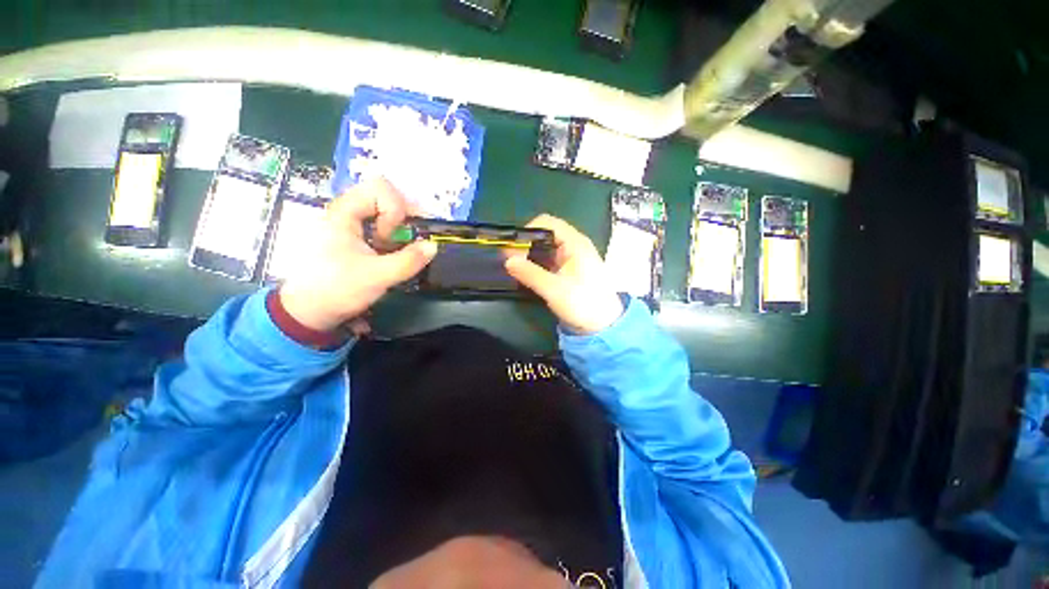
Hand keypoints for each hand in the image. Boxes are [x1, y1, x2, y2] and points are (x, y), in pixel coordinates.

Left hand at [279, 178, 437, 331]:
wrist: (305, 312)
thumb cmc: (336, 289)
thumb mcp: (377, 276)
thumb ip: (409, 260)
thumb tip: (433, 246)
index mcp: (344, 213)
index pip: (380, 188)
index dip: (395, 210)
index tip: (391, 237)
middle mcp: (344, 212)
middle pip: (383, 196)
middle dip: (401, 217)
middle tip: (406, 240)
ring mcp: (346, 224)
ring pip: (381, 210)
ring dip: (397, 228)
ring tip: (396, 249)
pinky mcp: (350, 236)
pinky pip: (377, 224)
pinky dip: (390, 235)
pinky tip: (389, 252)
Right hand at [505, 214, 623, 334]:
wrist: (605, 325)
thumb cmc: (584, 304)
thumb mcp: (555, 290)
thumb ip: (530, 274)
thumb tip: (507, 261)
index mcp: (575, 243)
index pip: (547, 223)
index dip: (528, 231)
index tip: (514, 249)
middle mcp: (573, 245)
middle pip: (544, 235)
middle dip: (526, 245)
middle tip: (511, 261)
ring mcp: (571, 258)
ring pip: (545, 248)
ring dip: (530, 256)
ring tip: (515, 269)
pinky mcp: (569, 271)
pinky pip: (549, 261)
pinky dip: (537, 265)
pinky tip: (527, 275)